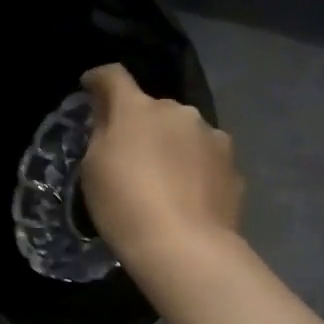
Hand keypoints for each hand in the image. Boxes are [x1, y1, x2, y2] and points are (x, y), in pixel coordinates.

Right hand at [80, 63, 243, 269]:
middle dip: (140, 123)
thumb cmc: (124, 204)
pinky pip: (204, 158)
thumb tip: (109, 113)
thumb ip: (102, 132)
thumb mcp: (94, 168)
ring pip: (183, 132)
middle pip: (152, 108)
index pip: (114, 76)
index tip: (89, 87)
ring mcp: (213, 137)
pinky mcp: (233, 166)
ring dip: (170, 145)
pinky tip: (186, 196)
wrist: (184, 246)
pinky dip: (192, 169)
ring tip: (162, 179)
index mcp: (138, 109)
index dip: (98, 79)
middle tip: (128, 155)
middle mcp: (179, 112)